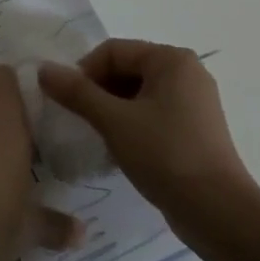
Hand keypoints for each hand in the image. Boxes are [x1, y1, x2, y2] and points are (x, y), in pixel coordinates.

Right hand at [38, 39, 259, 223]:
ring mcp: (194, 102)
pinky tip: (118, 148)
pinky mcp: (194, 128)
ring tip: (96, 135)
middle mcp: (187, 72)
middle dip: (97, 91)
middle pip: (126, 69)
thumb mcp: (113, 121)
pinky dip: (130, 123)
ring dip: (111, 109)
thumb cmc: (164, 154)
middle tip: (78, 120)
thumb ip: (77, 93)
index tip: (67, 102)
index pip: (113, 51)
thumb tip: (43, 69)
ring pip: (138, 93)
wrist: (216, 210)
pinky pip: (152, 113)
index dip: (84, 72)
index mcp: (172, 60)